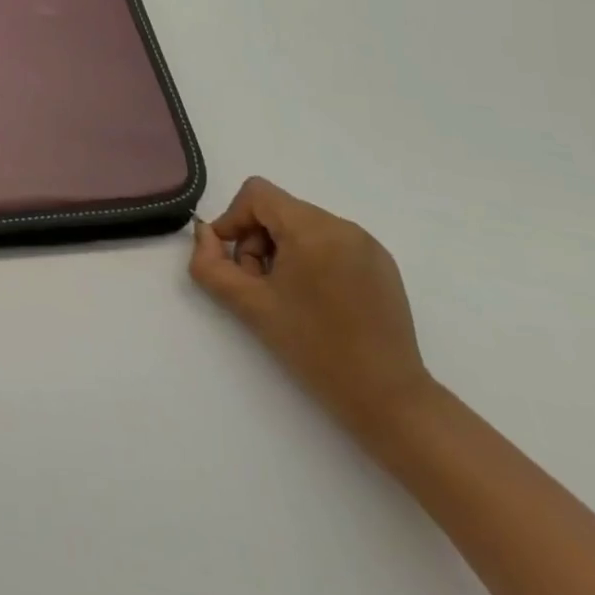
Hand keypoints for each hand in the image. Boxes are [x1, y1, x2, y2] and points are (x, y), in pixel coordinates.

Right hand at [189, 176, 435, 442]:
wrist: (389, 400)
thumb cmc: (314, 349)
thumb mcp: (250, 306)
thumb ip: (211, 265)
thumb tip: (205, 233)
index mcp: (312, 229)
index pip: (257, 194)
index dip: (233, 220)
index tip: (232, 261)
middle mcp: (342, 225)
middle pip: (279, 210)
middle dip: (257, 241)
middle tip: (259, 286)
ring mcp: (367, 244)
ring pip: (303, 226)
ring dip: (282, 251)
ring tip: (287, 297)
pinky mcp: (381, 264)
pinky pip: (331, 242)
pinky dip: (311, 259)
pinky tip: (316, 301)